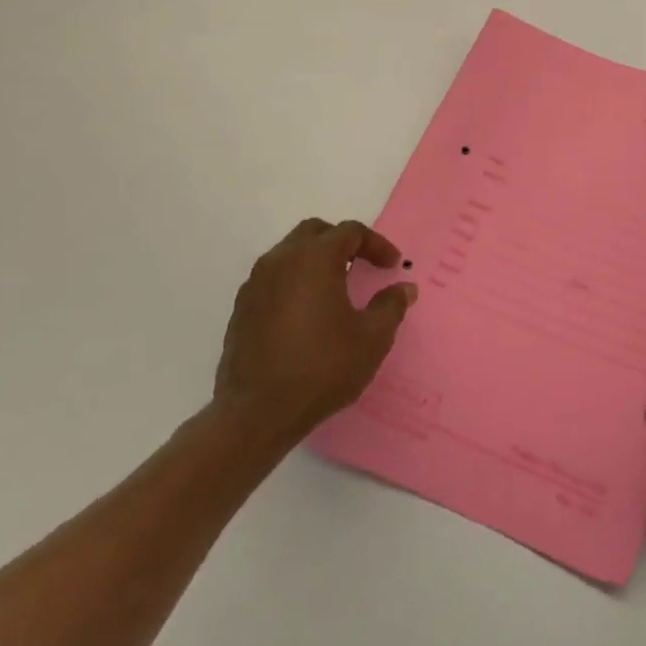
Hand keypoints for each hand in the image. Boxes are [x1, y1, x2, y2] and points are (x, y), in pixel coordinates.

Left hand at [213, 218, 415, 443]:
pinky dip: (295, 282)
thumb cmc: (321, 368)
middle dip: (342, 243)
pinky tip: (308, 314)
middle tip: (362, 266)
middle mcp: (281, 260)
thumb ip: (391, 306)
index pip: (350, 232)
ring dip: (316, 261)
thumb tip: (403, 288)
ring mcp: (256, 284)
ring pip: (290, 253)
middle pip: (315, 233)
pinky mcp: (242, 308)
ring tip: (336, 289)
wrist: (255, 413)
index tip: (392, 266)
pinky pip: (274, 279)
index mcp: (315, 259)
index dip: (376, 245)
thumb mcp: (372, 339)